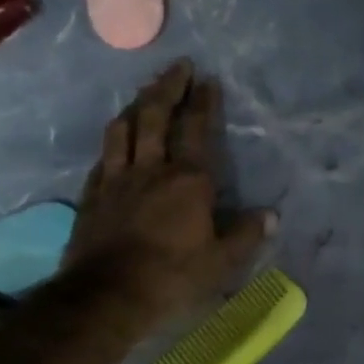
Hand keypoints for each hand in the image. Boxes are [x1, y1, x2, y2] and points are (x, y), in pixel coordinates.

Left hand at [62, 59, 274, 325]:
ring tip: (144, 94)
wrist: (107, 296)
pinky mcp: (92, 196)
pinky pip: (102, 158)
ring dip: (135, 105)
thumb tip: (271, 216)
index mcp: (188, 181)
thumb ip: (246, 236)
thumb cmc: (172, 279)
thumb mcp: (222, 264)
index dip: (203, 102)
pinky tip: (115, 141)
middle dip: (167, 87)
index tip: (207, 80)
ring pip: (122, 129)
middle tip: (177, 67)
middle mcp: (150, 169)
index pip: (196, 129)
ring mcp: (116, 180)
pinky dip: (113, 142)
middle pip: (154, 115)